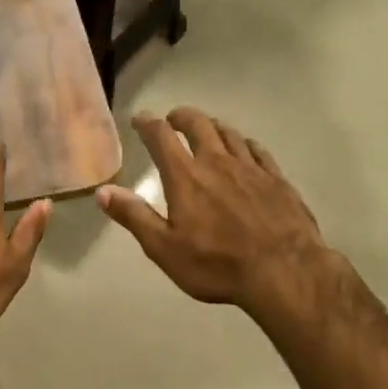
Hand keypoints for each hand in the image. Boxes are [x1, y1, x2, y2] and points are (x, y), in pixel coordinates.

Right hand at [97, 108, 334, 322]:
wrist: (284, 271)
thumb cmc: (217, 264)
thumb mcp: (164, 248)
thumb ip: (134, 216)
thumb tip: (103, 190)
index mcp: (186, 177)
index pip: (161, 137)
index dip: (148, 123)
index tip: (140, 118)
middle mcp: (217, 162)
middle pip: (199, 125)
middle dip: (182, 117)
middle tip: (173, 119)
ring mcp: (251, 168)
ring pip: (229, 133)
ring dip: (213, 126)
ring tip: (206, 129)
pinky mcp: (277, 179)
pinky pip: (257, 150)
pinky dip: (244, 143)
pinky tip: (244, 149)